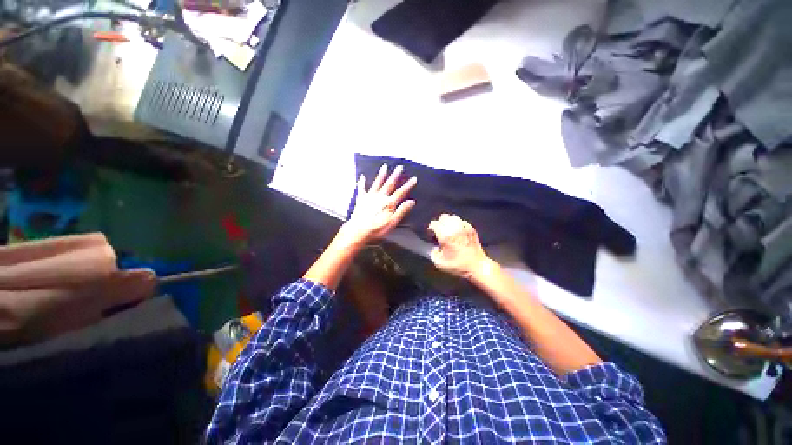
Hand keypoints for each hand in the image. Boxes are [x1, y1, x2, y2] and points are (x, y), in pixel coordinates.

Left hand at [338, 164, 416, 247]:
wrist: (358, 231)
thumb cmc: (376, 229)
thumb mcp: (392, 222)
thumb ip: (401, 211)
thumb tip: (411, 201)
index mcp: (388, 203)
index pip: (401, 192)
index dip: (408, 185)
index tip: (414, 178)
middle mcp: (380, 197)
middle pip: (389, 184)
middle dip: (395, 176)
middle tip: (400, 167)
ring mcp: (370, 197)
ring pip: (377, 183)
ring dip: (381, 175)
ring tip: (384, 167)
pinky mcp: (361, 200)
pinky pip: (361, 189)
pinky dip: (361, 183)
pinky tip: (361, 176)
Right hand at [428, 214, 492, 279]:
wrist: (477, 267)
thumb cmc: (458, 266)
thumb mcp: (439, 263)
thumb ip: (433, 253)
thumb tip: (435, 248)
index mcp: (445, 235)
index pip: (434, 224)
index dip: (431, 229)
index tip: (432, 236)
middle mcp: (454, 228)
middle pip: (443, 217)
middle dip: (440, 224)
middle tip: (440, 233)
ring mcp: (464, 227)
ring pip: (453, 217)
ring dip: (449, 222)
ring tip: (449, 231)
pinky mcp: (472, 229)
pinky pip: (462, 221)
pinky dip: (458, 225)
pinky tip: (458, 232)